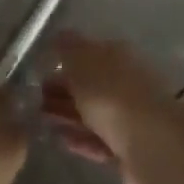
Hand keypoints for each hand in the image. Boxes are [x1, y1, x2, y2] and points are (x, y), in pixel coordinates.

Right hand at [40, 31, 179, 183]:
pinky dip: (79, 138)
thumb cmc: (111, 94)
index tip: (41, 70)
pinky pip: (98, 139)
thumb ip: (69, 48)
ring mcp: (129, 116)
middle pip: (92, 84)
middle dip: (64, 89)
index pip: (90, 53)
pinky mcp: (128, 148)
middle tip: (36, 97)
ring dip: (68, 114)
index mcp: (119, 56)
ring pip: (93, 112)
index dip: (65, 60)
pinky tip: (59, 139)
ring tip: (41, 118)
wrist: (148, 142)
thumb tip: (60, 35)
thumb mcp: (82, 62)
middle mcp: (127, 82)